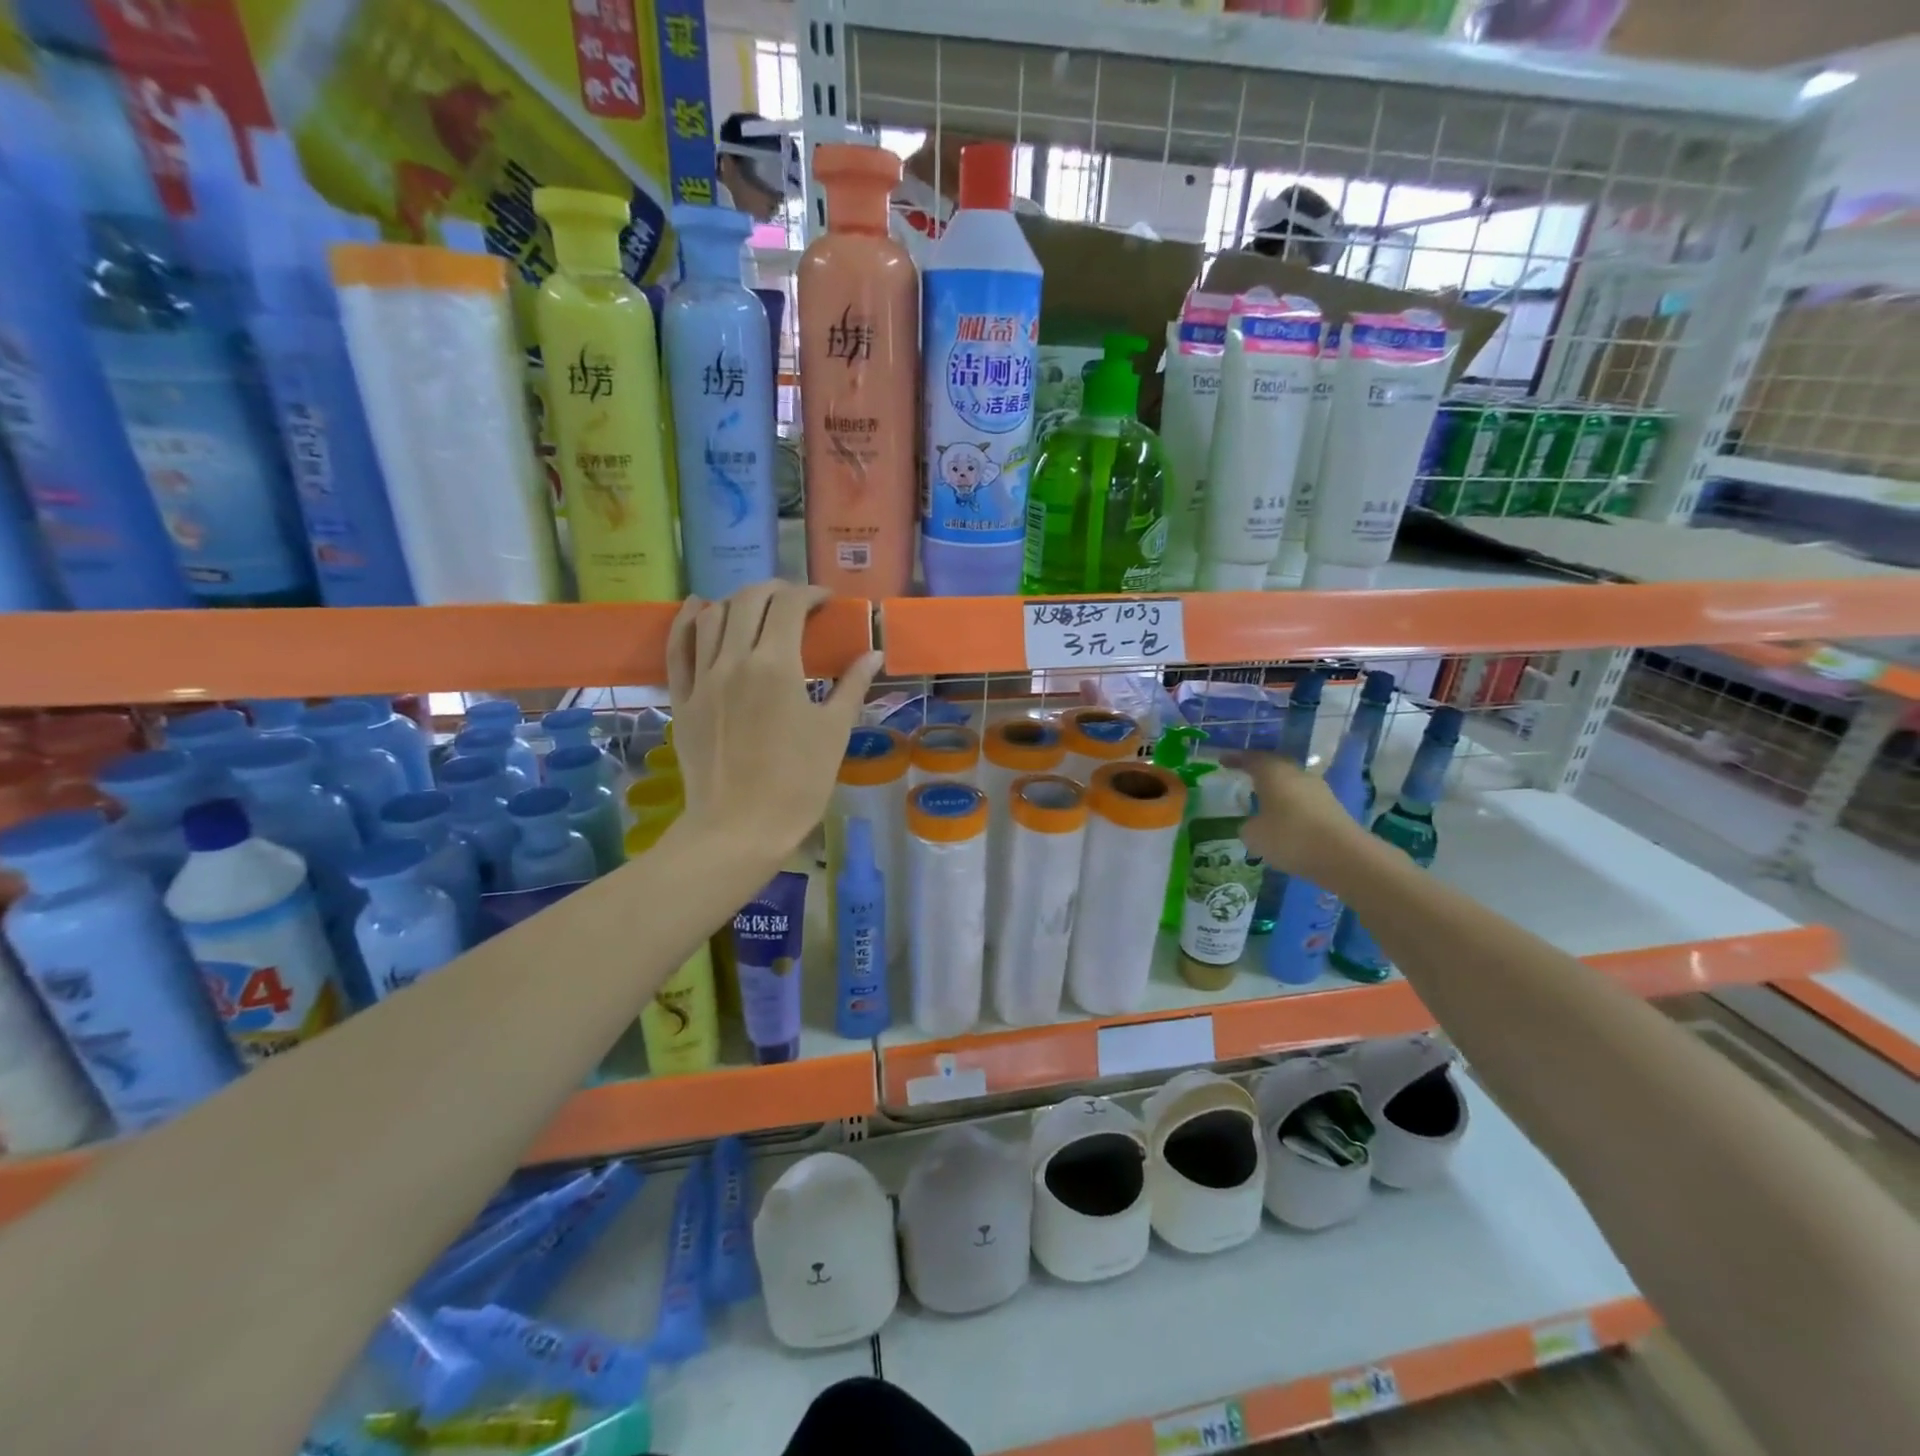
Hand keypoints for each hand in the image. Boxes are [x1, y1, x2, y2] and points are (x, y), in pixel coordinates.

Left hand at [665, 584, 882, 864]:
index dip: (810, 594)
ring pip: (713, 616)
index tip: (827, 601)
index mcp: (776, 665)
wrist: (740, 828)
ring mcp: (702, 678)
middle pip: (749, 601)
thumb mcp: (834, 732)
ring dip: (738, 602)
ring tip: (758, 611)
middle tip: (797, 602)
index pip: (790, 606)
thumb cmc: (798, 783)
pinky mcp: (682, 699)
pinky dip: (689, 621)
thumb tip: (873, 653)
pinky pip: (678, 647)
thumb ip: (852, 685)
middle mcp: (734, 660)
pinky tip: (699, 609)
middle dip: (776, 590)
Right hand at [1224, 751, 1372, 885]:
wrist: (1343, 856)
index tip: (1223, 760)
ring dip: (1277, 788)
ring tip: (1262, 799)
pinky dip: (1291, 805)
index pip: (1251, 758)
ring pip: (1291, 782)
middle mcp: (1296, 774)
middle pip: (1275, 765)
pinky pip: (1303, 799)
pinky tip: (1284, 819)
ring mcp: (1318, 790)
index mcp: (1273, 772)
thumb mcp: (1253, 835)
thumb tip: (1253, 824)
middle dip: (1259, 769)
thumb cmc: (1289, 838)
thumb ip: (1247, 825)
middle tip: (1244, 775)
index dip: (1236, 759)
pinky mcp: (1331, 808)